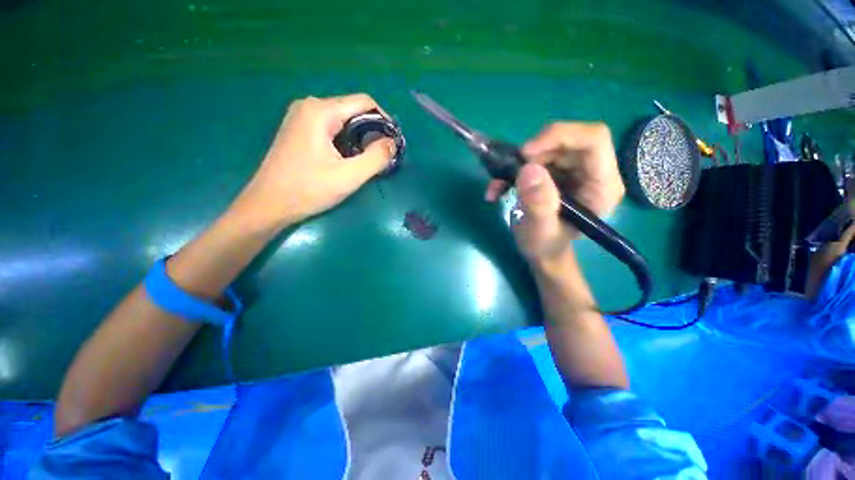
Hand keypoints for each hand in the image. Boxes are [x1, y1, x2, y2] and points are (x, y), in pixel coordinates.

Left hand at [233, 93, 395, 229]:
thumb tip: (392, 143)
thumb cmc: (308, 190)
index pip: (364, 102)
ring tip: (365, 160)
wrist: (269, 204)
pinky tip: (346, 158)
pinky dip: (345, 139)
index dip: (384, 120)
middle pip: (353, 109)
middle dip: (371, 131)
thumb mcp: (349, 177)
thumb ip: (376, 158)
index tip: (392, 143)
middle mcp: (309, 106)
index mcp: (321, 111)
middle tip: (380, 156)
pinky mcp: (298, 129)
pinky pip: (330, 127)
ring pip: (342, 119)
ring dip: (359, 137)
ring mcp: (301, 117)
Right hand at [485, 122, 624, 262]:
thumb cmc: (546, 246)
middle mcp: (592, 171)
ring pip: (547, 147)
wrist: (541, 251)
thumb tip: (528, 169)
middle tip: (510, 173)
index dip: (559, 137)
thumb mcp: (540, 231)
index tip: (526, 153)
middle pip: (566, 141)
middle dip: (533, 155)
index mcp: (601, 185)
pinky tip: (499, 187)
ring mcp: (574, 170)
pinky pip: (534, 159)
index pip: (593, 140)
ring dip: (517, 164)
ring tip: (499, 186)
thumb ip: (539, 204)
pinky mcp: (556, 172)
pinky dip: (512, 170)